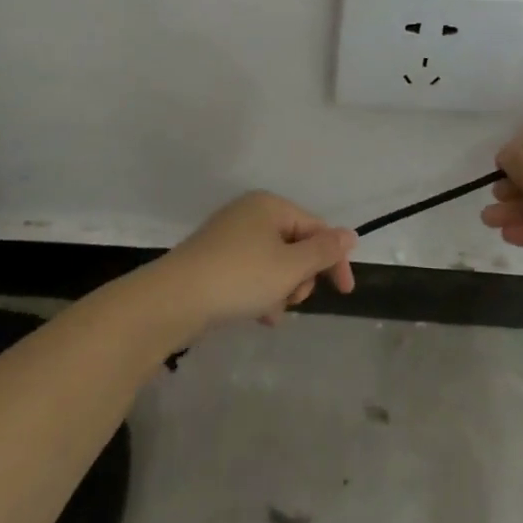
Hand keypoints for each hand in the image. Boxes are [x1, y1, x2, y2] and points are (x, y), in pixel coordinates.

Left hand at [156, 191, 355, 334]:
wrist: (173, 300)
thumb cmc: (240, 277)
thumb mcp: (290, 266)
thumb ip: (323, 251)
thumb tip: (349, 234)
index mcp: (270, 205)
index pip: (317, 228)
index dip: (334, 259)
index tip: (345, 292)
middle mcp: (250, 213)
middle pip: (295, 245)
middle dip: (300, 277)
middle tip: (292, 299)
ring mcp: (228, 236)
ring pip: (273, 263)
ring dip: (280, 289)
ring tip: (270, 312)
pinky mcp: (213, 259)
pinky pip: (251, 273)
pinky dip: (259, 293)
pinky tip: (257, 316)